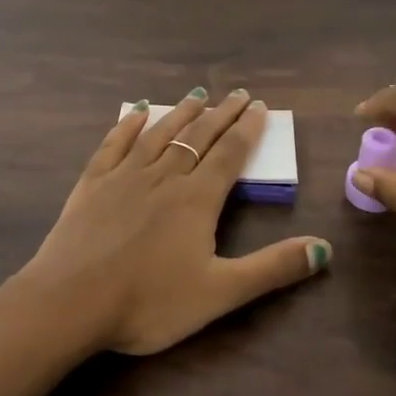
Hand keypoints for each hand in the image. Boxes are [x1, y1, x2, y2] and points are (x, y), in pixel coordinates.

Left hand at [15, 89, 330, 355]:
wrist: (71, 301)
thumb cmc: (149, 302)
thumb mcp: (219, 292)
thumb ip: (272, 269)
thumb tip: (324, 249)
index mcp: (196, 200)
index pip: (229, 155)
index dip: (247, 130)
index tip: (259, 107)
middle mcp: (163, 176)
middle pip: (197, 137)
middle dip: (221, 114)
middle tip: (237, 94)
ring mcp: (124, 176)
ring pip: (159, 134)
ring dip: (180, 113)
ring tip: (196, 95)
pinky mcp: (92, 183)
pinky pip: (114, 144)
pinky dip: (127, 125)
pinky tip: (135, 112)